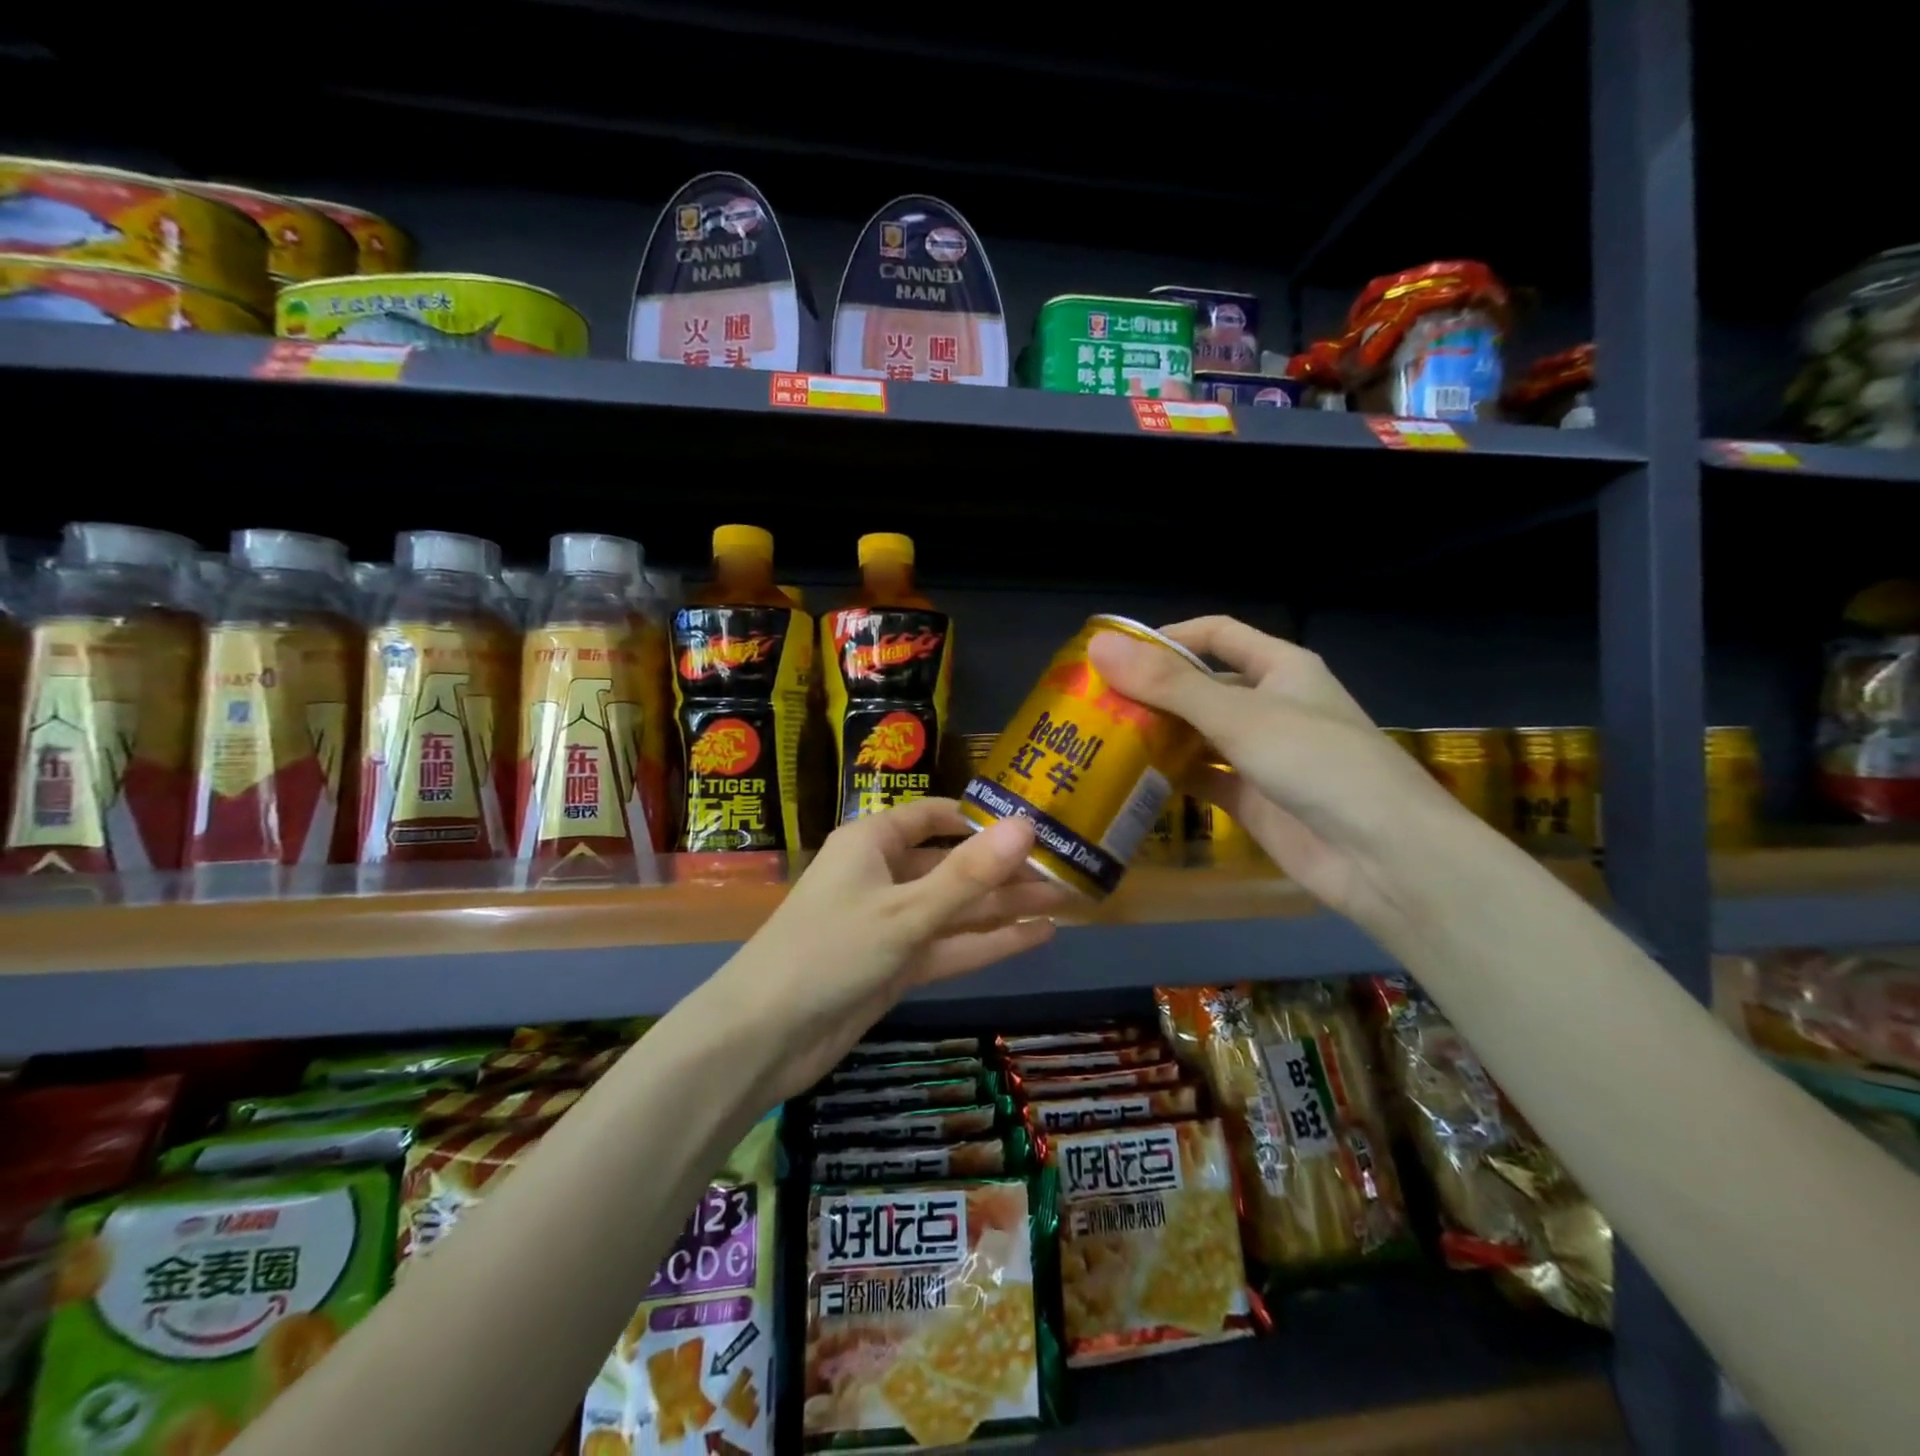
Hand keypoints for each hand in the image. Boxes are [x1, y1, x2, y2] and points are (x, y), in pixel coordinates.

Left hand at [708, 799, 1067, 1101]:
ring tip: (1067, 902)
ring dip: (1005, 907)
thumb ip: (969, 874)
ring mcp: (890, 923)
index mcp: (873, 843)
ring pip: (956, 908)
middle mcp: (883, 875)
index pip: (934, 816)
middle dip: (1005, 870)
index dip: (982, 820)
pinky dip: (988, 943)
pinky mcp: (895, 965)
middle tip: (1066, 872)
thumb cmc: (829, 950)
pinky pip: (948, 946)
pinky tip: (1038, 937)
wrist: (764, 1036)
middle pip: (953, 865)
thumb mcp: (905, 910)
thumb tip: (1027, 825)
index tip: (1034, 826)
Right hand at [1087, 617, 1475, 929]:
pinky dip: (1171, 777)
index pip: (1217, 635)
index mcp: (1280, 668)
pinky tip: (1130, 780)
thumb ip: (1168, 684)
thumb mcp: (1239, 715)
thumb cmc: (1318, 763)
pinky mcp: (1252, 799)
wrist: (1384, 857)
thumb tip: (1098, 648)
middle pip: (1201, 687)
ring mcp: (1261, 755)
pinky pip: (1203, 778)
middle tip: (1093, 703)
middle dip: (1152, 692)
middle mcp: (1270, 705)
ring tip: (1101, 740)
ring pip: (1198, 735)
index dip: (1169, 637)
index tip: (1116, 653)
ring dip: (1157, 736)